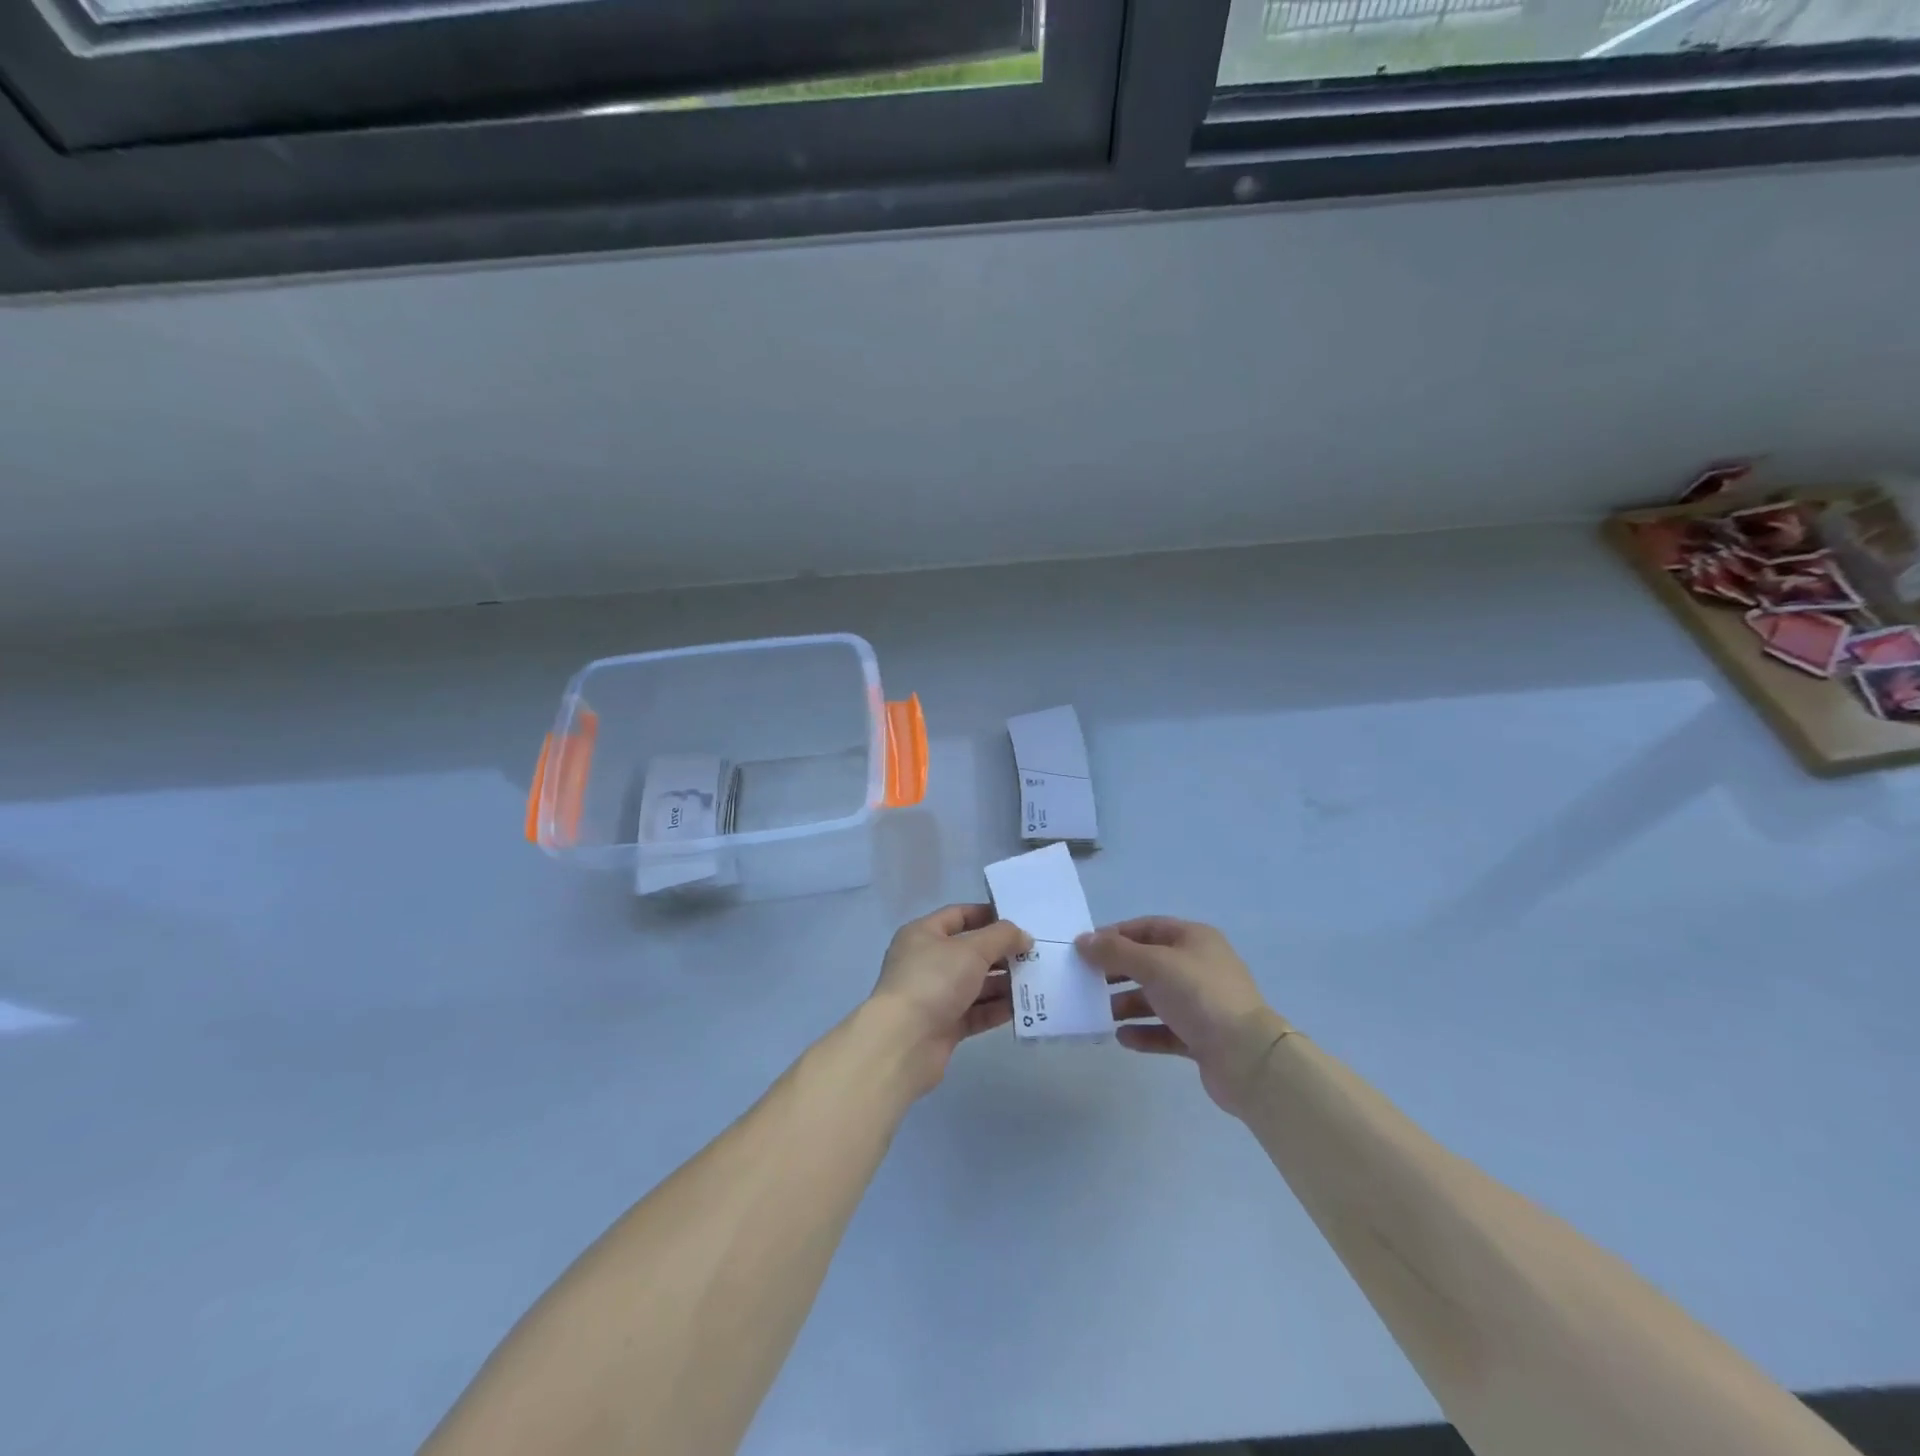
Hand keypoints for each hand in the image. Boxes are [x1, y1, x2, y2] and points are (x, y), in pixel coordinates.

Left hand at [866, 904, 1031, 1096]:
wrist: (904, 1042)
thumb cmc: (934, 981)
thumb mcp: (971, 949)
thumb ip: (1002, 937)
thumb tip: (1023, 936)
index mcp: (924, 934)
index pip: (959, 915)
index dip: (989, 916)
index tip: (1019, 923)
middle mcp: (927, 961)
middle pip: (970, 951)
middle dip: (1002, 953)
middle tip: (1035, 956)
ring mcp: (934, 995)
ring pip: (975, 984)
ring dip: (1003, 983)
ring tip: (1036, 982)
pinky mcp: (944, 1025)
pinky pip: (975, 1012)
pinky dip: (996, 1009)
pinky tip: (1022, 1008)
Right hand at [1075, 918, 1291, 1114]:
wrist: (1248, 1057)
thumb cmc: (1199, 996)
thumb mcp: (1153, 965)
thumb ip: (1115, 952)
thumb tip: (1082, 940)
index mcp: (1194, 939)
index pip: (1147, 928)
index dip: (1115, 935)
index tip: (1085, 950)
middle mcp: (1199, 966)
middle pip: (1149, 963)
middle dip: (1117, 972)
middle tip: (1087, 982)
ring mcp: (1202, 1003)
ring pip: (1156, 998)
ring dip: (1127, 1004)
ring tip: (1099, 1014)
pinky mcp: (1202, 1037)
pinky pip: (1165, 1030)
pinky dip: (1144, 1032)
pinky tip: (1123, 1038)